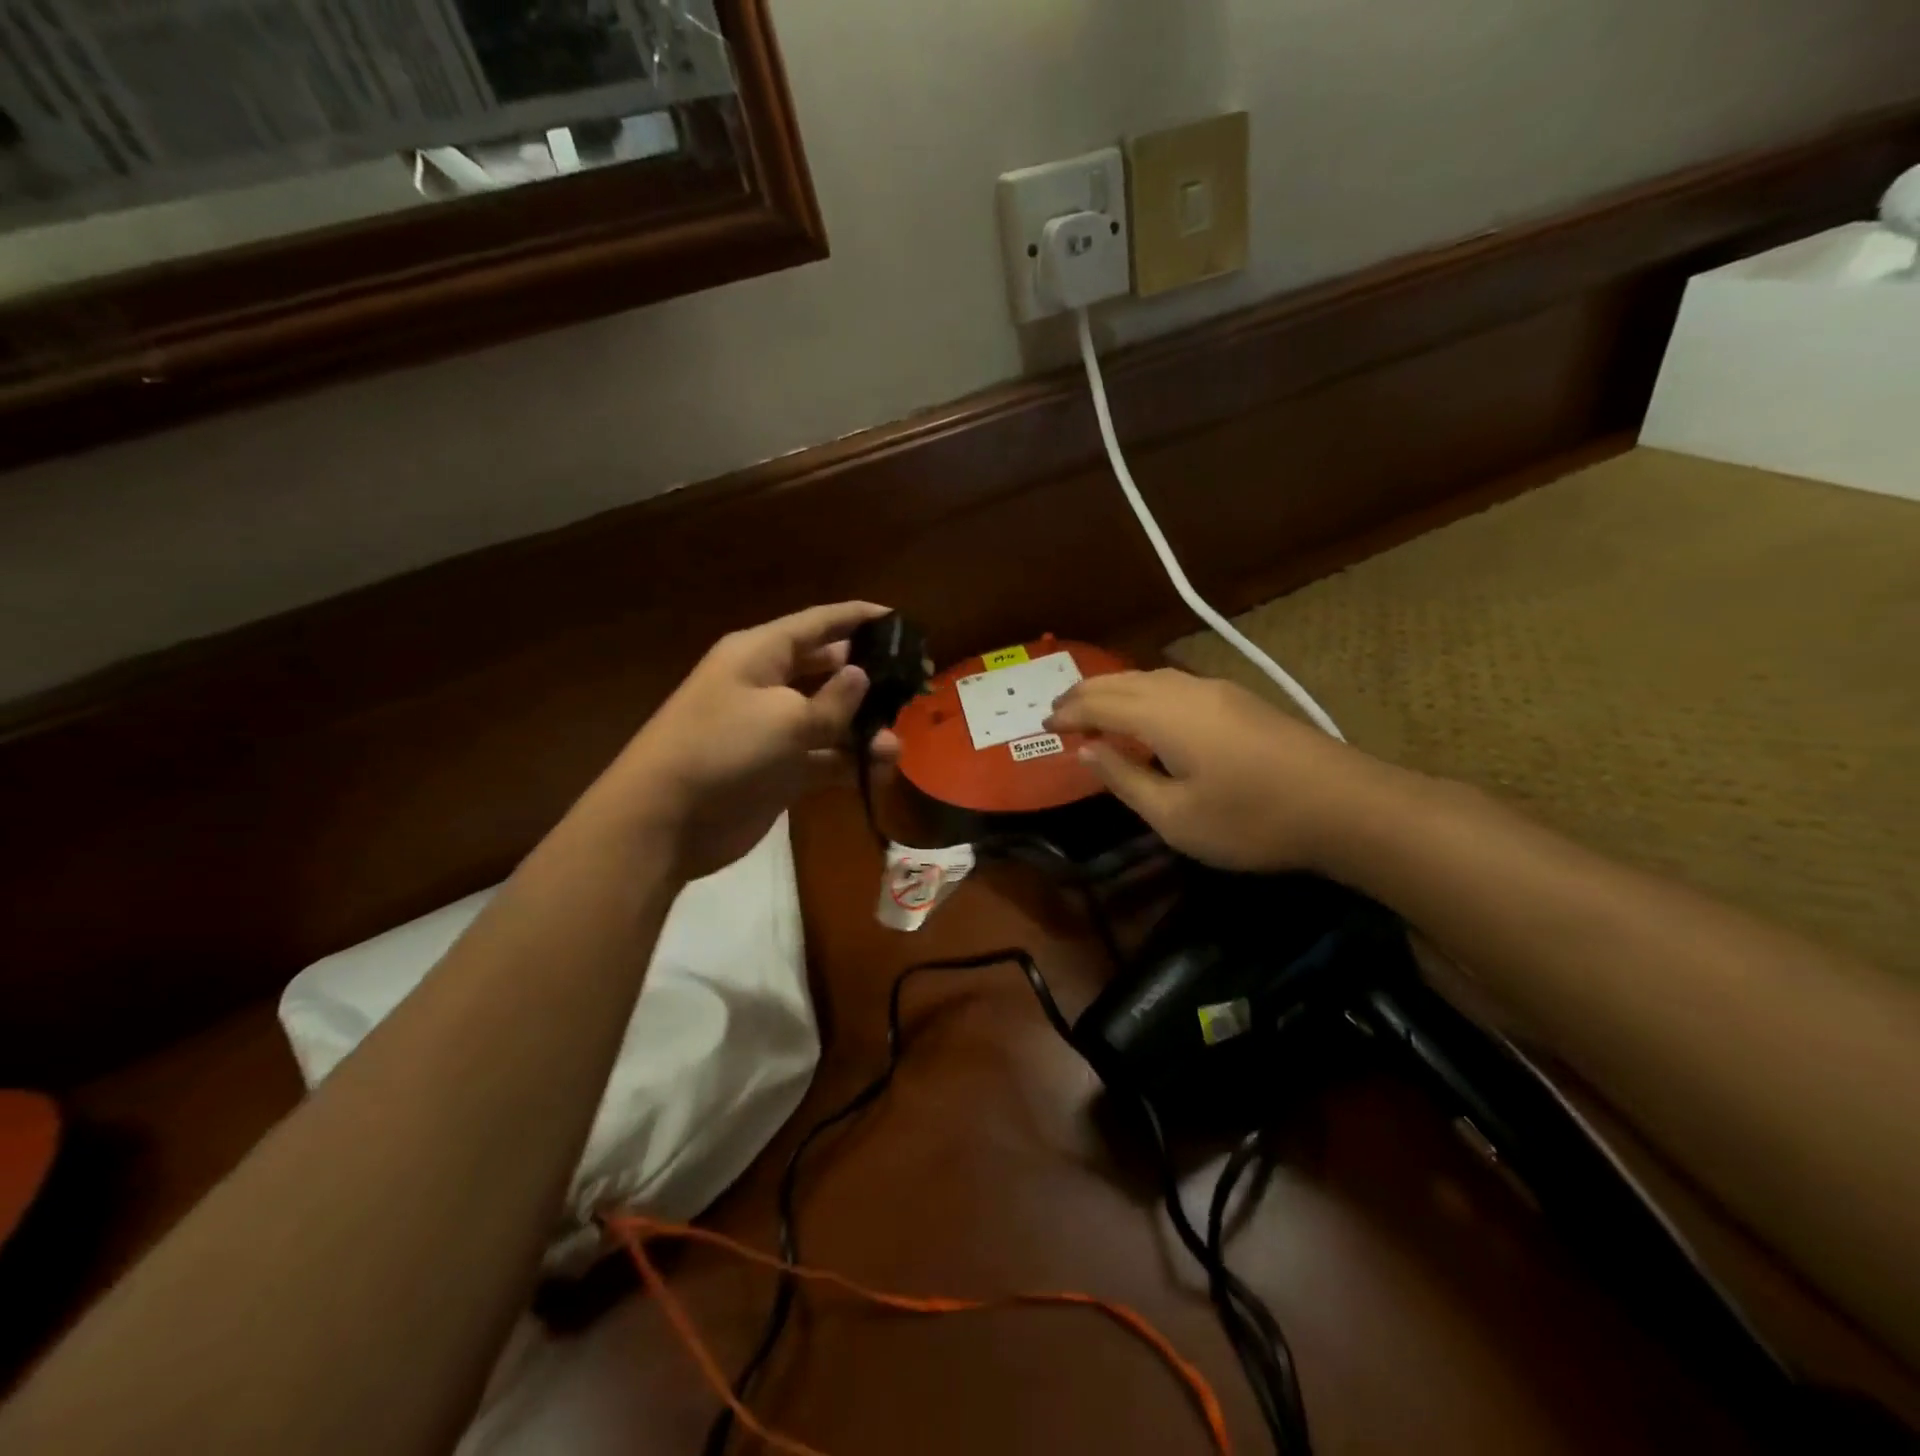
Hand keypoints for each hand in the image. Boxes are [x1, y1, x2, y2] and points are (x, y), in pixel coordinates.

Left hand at [606, 602, 898, 879]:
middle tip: (913, 685)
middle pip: (827, 669)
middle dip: (868, 677)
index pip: (818, 624)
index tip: (899, 619)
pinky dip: (849, 762)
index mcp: (760, 654)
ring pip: (830, 718)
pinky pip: (823, 757)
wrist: (665, 820)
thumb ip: (833, 700)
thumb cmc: (724, 750)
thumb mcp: (786, 718)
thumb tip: (861, 676)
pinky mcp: (777, 770)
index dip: (858, 618)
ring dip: (863, 729)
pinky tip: (879, 769)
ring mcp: (771, 730)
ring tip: (895, 743)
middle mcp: (766, 684)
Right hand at [1045, 668, 1386, 872]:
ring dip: (1117, 690)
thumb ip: (1126, 779)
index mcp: (1164, 715)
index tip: (1044, 724)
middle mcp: (1186, 690)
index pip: (1099, 702)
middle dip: (1086, 693)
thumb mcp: (1175, 817)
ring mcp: (1219, 691)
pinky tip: (1150, 715)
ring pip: (1151, 678)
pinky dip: (1145, 694)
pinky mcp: (1241, 700)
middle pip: (1122, 681)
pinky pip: (1175, 685)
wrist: (1347, 806)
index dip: (1068, 713)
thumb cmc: (1252, 819)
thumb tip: (1087, 751)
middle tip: (1060, 711)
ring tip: (1098, 710)